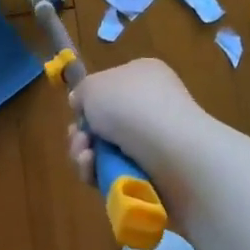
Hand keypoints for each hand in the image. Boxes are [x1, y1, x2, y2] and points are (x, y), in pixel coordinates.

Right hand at [66, 58, 209, 184]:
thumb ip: (82, 92)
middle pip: (105, 122)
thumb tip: (82, 105)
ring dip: (86, 156)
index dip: (90, 101)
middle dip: (83, 134)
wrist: (172, 152)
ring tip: (86, 159)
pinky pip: (119, 174)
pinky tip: (96, 173)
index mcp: (144, 75)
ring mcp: (157, 141)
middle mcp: (153, 105)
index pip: (111, 86)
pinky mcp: (157, 175)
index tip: (77, 112)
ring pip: (107, 151)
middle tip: (80, 141)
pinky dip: (101, 174)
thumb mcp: (93, 86)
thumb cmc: (130, 106)